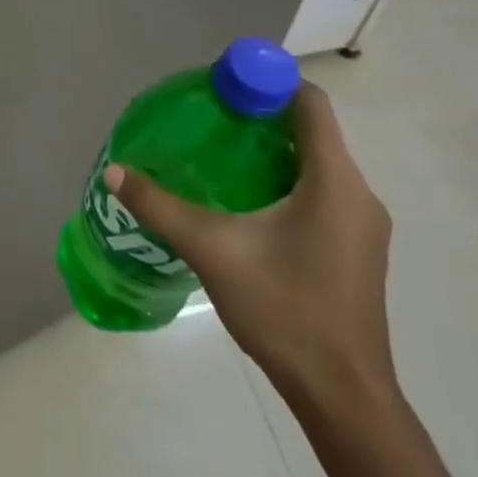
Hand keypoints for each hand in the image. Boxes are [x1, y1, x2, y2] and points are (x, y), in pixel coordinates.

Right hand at [107, 84, 395, 410]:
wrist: (342, 394)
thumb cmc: (284, 310)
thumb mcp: (212, 250)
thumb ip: (160, 206)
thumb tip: (115, 171)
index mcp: (334, 181)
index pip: (309, 103)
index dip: (267, 82)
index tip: (223, 86)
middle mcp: (358, 194)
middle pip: (312, 131)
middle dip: (261, 117)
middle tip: (209, 119)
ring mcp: (362, 225)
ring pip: (317, 165)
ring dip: (272, 151)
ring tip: (220, 156)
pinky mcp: (356, 250)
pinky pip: (322, 193)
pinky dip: (286, 181)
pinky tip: (246, 204)